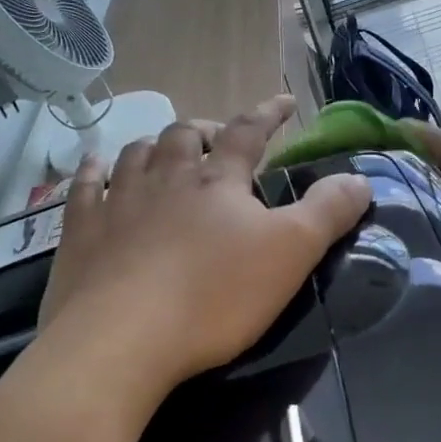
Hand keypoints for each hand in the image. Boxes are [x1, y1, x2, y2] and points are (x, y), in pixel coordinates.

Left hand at [40, 96, 371, 393]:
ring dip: (154, 145)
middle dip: (206, 130)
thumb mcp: (291, 253)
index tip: (285, 102)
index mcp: (217, 181)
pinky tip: (95, 166)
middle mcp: (165, 178)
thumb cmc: (214, 296)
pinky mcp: (80, 232)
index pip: (248, 132)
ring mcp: (117, 202)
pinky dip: (93, 170)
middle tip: (219, 140)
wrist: (121, 339)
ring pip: (136, 154)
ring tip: (164, 151)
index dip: (268, 114)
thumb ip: (328, 211)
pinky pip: (84, 187)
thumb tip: (359, 179)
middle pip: (185, 136)